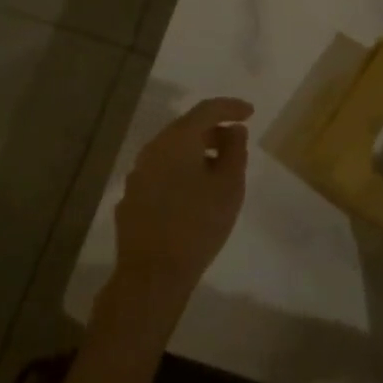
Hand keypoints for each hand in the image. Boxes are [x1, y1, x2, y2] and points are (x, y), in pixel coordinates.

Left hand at [110, 98, 252, 313]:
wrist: (152, 275)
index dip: (231, 107)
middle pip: (187, 128)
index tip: (250, 113)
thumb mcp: (230, 185)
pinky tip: (193, 192)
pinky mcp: (131, 198)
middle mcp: (153, 149)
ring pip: (172, 151)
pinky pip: (161, 172)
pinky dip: (180, 172)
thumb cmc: (198, 225)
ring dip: (196, 152)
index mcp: (177, 140)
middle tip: (237, 141)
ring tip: (219, 169)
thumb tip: (234, 130)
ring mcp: (138, 174)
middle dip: (214, 130)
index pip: (207, 110)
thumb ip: (236, 150)